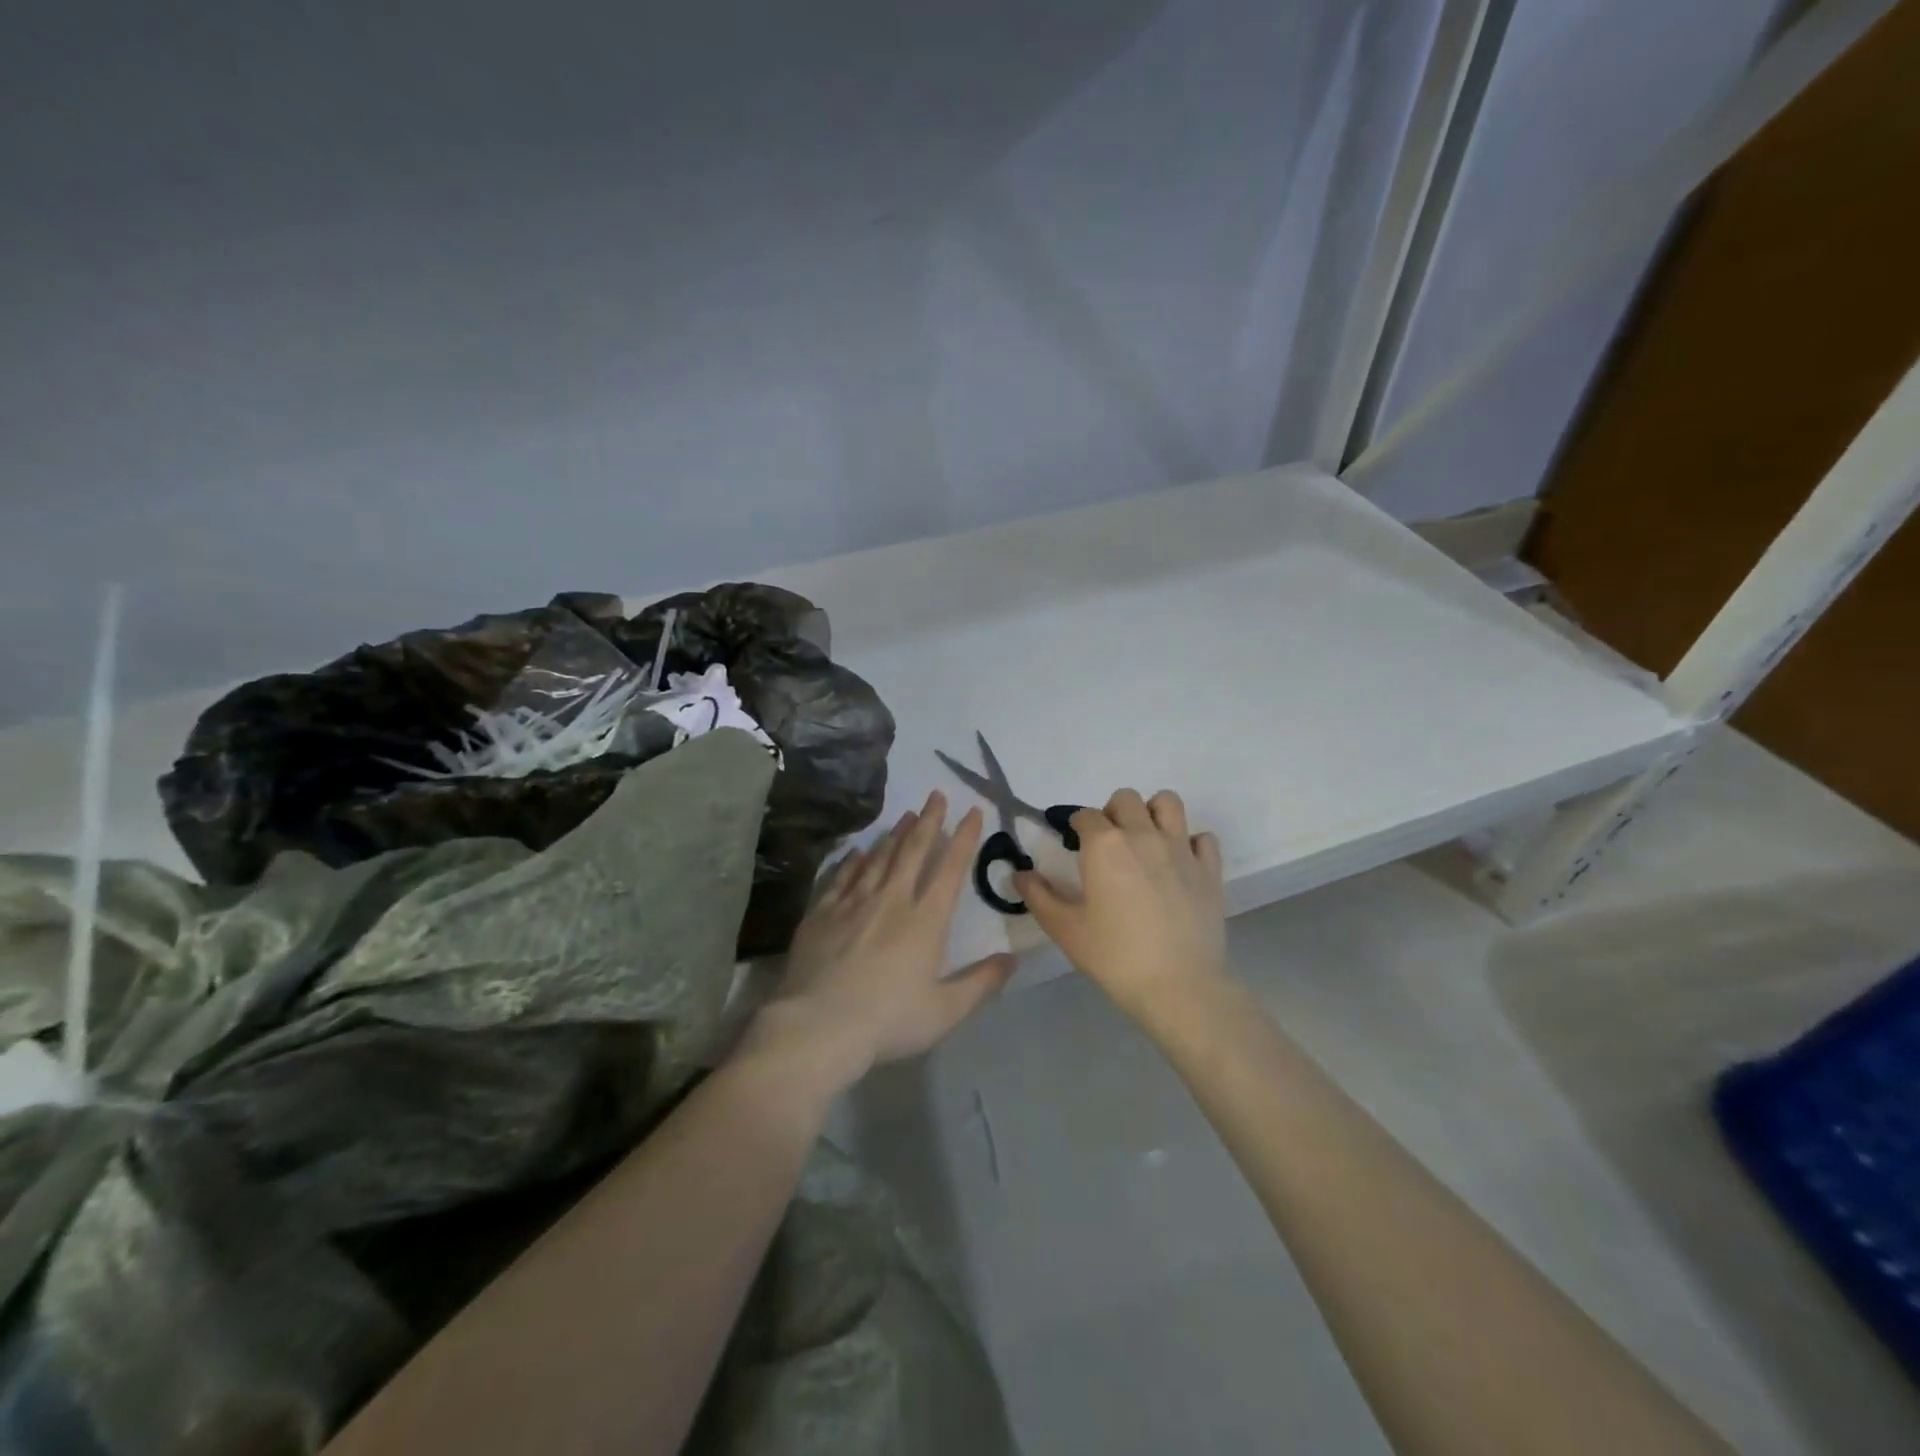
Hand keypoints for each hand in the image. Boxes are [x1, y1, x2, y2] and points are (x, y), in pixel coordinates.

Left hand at [750, 792, 1016, 1085]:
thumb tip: (1014, 958)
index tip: (972, 812)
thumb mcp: (945, 1011)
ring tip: (906, 815)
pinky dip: (854, 860)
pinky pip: (842, 876)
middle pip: (913, 851)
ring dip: (895, 834)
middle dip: (928, 821)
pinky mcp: (822, 912)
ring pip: (878, 858)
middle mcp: (891, 900)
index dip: (964, 838)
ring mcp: (853, 903)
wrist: (818, 1025)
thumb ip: (982, 983)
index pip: (950, 869)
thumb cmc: (888, 1020)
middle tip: (935, 795)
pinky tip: (859, 850)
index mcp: (925, 921)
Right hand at [1015, 788, 1225, 1023]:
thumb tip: (1019, 874)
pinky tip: (1180, 864)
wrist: (1179, 985)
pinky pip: (1203, 838)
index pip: (1085, 815)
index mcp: (1104, 844)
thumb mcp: (1065, 929)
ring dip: (1153, 813)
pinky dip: (1191, 843)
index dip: (1076, 827)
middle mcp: (1143, 834)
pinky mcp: (1209, 869)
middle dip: (1112, 813)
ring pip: (1168, 803)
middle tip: (1108, 844)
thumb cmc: (1115, 956)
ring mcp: (1181, 848)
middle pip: (1126, 799)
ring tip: (1145, 840)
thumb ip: (1038, 896)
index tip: (1074, 845)